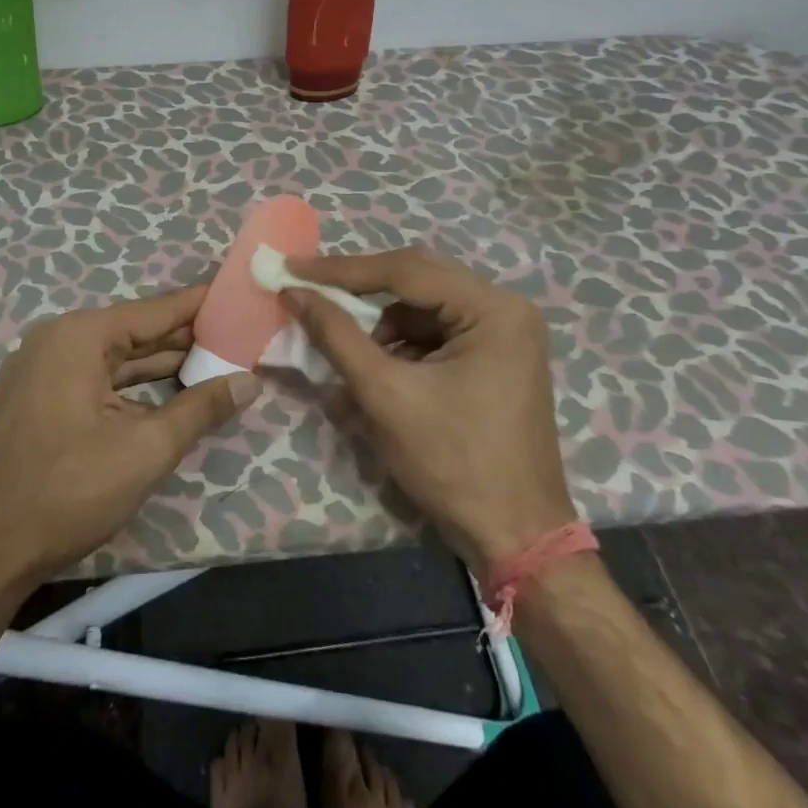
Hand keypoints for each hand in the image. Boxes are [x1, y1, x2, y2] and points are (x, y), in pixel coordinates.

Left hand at [0, 283, 258, 590]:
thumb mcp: (146, 450)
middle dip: (186, 338)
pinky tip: (170, 393)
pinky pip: (96, 380)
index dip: (199, 304)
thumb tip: (250, 380)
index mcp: (79, 337)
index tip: (238, 293)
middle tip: (239, 334)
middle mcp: (57, 341)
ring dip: (162, 365)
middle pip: (135, 333)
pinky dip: (133, 387)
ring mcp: (42, 371)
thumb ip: (201, 408)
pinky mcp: (38, 400)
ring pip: (115, 360)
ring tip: (217, 361)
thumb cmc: (68, 492)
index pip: (155, 310)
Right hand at [282, 248, 574, 574]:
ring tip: (346, 358)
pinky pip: (435, 334)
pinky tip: (376, 376)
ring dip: (378, 327)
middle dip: (359, 292)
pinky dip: (399, 348)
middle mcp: (505, 308)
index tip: (291, 268)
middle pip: (416, 281)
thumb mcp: (385, 395)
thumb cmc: (454, 464)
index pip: (405, 271)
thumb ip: (336, 335)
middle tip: (308, 291)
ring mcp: (503, 334)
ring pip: (422, 308)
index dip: (342, 270)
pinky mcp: (494, 359)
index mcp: (492, 309)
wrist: (515, 539)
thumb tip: (293, 292)